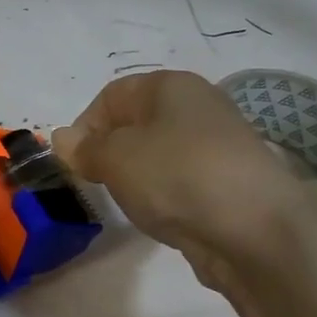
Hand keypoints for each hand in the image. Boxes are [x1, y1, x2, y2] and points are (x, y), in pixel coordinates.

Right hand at [52, 70, 316, 290]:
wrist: (255, 230)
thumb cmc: (176, 176)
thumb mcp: (116, 157)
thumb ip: (84, 147)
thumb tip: (62, 138)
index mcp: (171, 86)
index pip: (112, 95)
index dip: (85, 126)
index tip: (75, 162)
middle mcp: (198, 107)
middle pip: (136, 124)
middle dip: (110, 153)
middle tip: (99, 183)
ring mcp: (217, 147)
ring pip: (159, 155)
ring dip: (138, 178)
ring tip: (133, 203)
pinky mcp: (228, 183)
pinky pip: (181, 182)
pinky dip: (165, 197)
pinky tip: (164, 216)